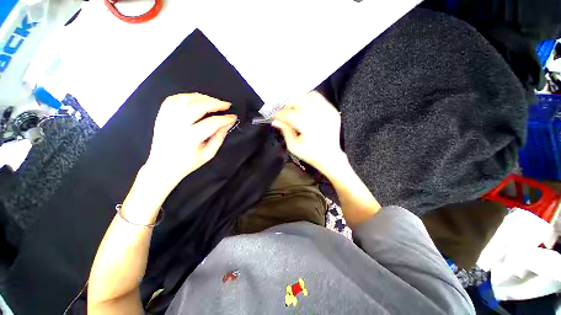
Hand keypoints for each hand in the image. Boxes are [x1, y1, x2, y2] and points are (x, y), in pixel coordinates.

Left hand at [144, 93, 236, 190]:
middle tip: (226, 105)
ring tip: (214, 101)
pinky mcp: (162, 115)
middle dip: (216, 103)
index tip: (234, 117)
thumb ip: (219, 137)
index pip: (212, 123)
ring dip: (203, 97)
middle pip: (198, 106)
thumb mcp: (209, 153)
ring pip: (186, 99)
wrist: (162, 166)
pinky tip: (197, 99)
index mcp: (190, 138)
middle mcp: (177, 125)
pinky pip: (174, 99)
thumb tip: (228, 123)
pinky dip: (187, 96)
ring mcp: (167, 118)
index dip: (225, 118)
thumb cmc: (188, 162)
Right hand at [272, 91, 344, 174]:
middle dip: (288, 105)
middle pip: (298, 99)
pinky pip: (319, 98)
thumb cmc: (311, 154)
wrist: (330, 157)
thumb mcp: (293, 146)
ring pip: (308, 95)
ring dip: (299, 101)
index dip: (279, 114)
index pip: (288, 113)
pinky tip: (306, 109)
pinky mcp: (332, 111)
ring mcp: (327, 111)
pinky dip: (310, 100)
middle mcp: (318, 115)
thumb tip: (276, 121)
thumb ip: (285, 131)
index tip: (274, 116)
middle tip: (284, 113)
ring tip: (295, 110)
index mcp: (307, 125)